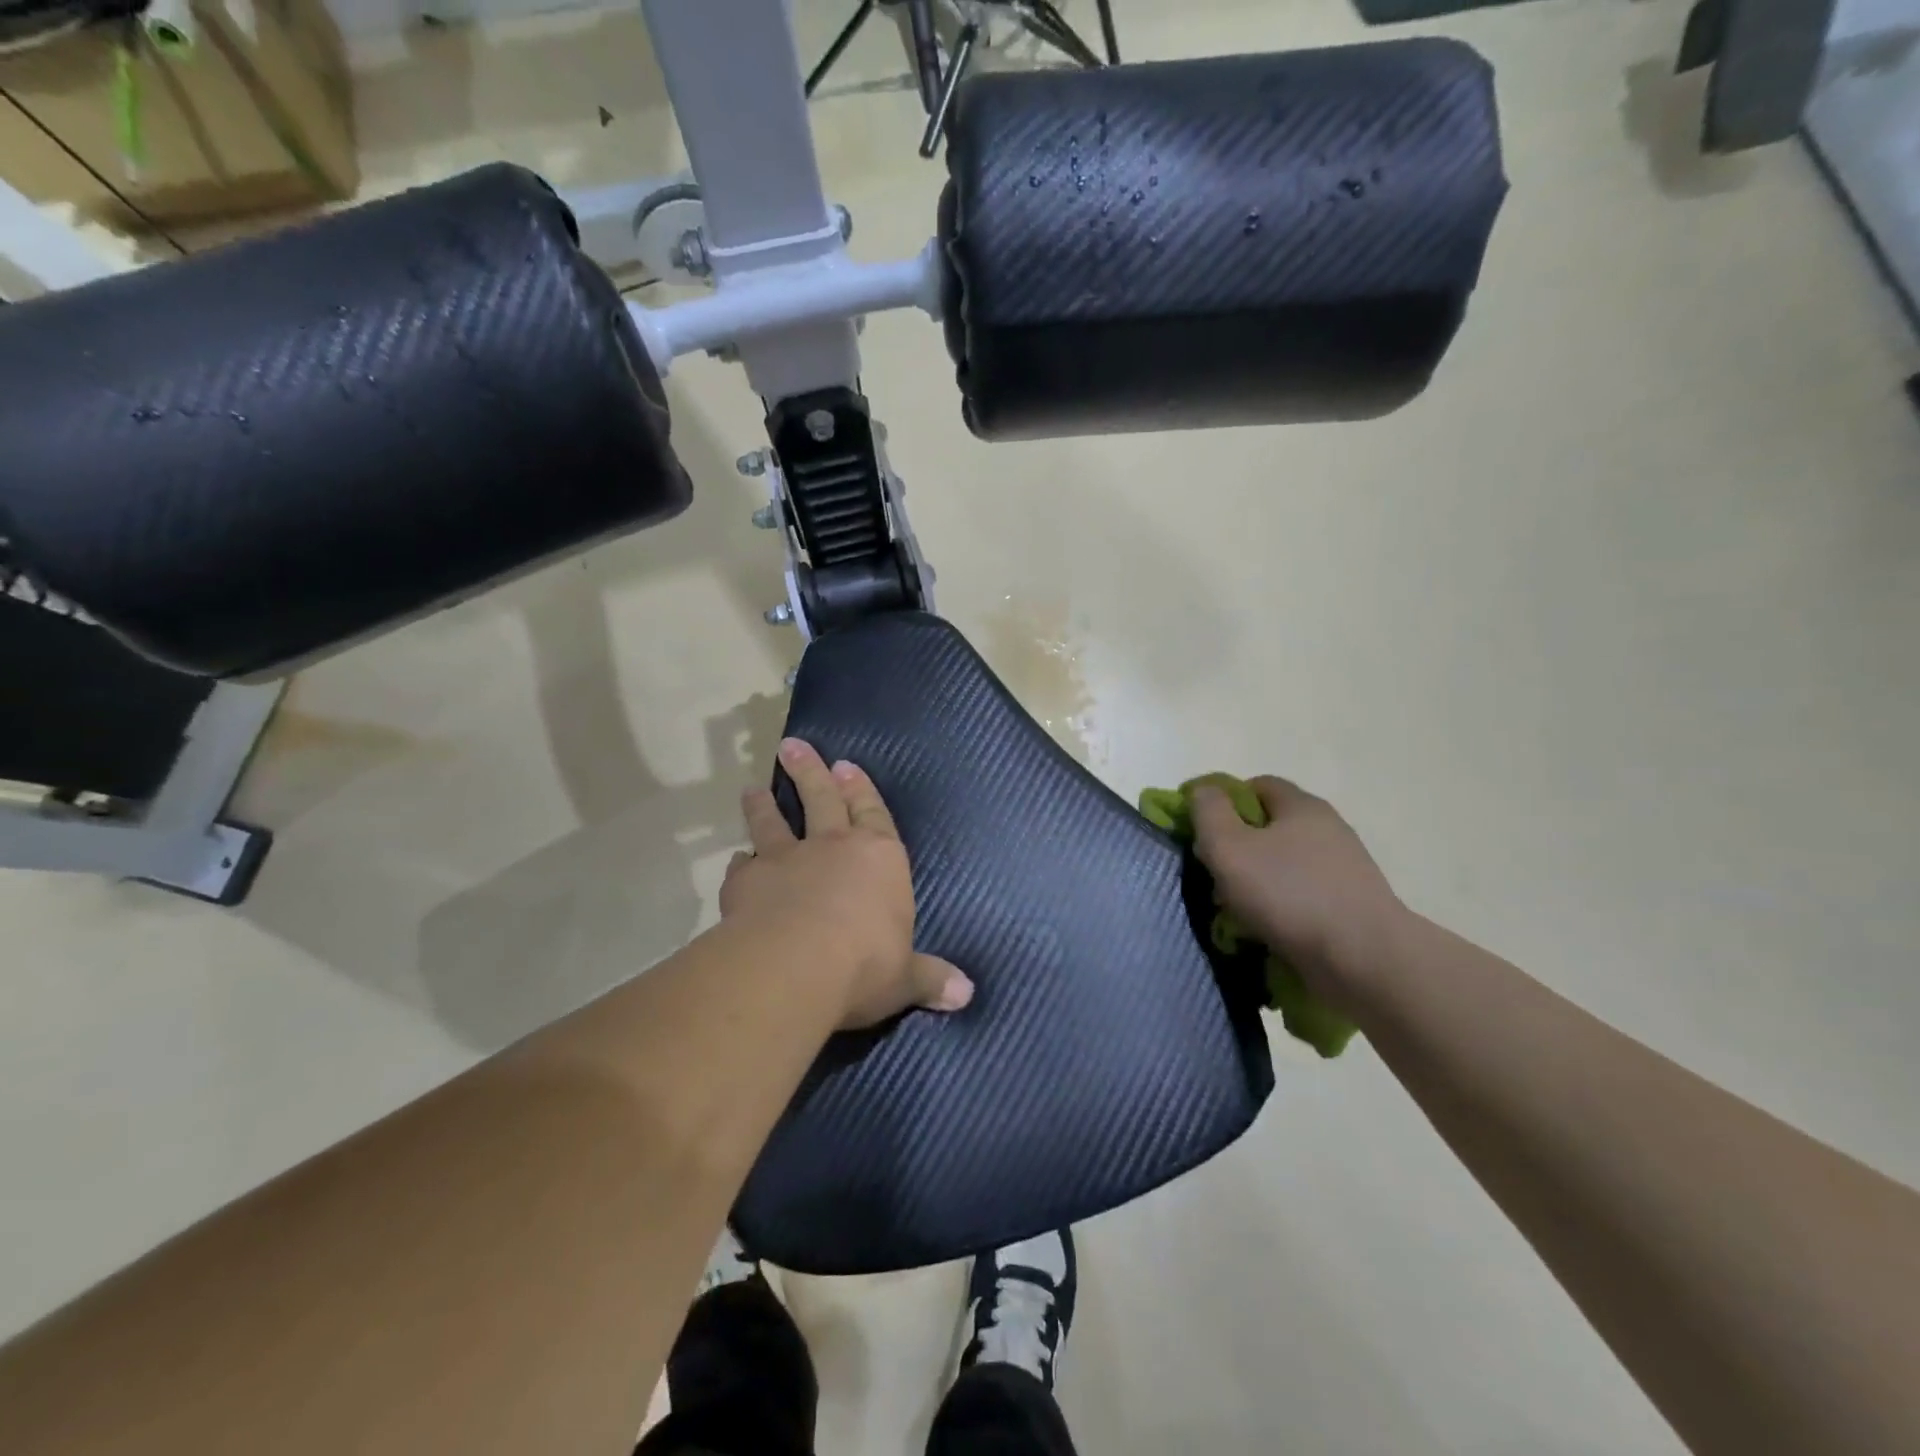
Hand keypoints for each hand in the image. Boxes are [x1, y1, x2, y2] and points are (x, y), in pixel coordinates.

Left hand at [721, 738, 973, 1029]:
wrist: (796, 966)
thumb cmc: (865, 965)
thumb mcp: (905, 978)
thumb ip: (930, 979)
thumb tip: (967, 995)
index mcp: (878, 859)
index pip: (873, 813)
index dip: (861, 790)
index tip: (845, 765)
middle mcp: (833, 847)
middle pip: (820, 798)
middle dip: (809, 771)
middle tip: (792, 745)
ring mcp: (786, 860)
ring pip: (773, 823)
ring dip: (764, 805)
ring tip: (753, 788)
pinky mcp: (747, 883)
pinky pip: (742, 866)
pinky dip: (740, 862)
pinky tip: (736, 860)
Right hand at [1191, 776, 1407, 1007]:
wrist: (1365, 959)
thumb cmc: (1289, 894)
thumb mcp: (1229, 847)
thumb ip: (1208, 813)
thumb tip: (1202, 790)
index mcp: (1302, 806)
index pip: (1256, 785)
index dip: (1223, 802)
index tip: (1202, 832)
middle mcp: (1327, 829)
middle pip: (1269, 827)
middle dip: (1236, 848)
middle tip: (1214, 875)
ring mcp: (1343, 869)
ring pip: (1283, 865)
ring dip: (1255, 883)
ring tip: (1234, 912)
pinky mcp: (1349, 905)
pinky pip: (1301, 896)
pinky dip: (1278, 908)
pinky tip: (1264, 930)